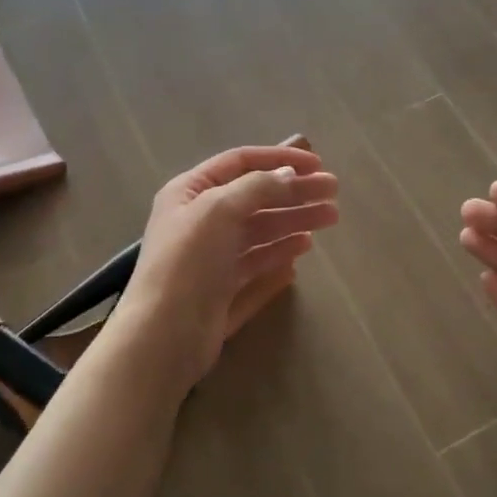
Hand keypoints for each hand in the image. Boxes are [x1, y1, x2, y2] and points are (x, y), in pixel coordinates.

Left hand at [109, 144, 339, 387]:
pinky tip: (301, 252)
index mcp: (189, 193)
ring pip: (259, 233)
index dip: (278, 159)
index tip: (317, 165)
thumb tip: (290, 174)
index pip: (239, 163)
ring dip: (293, 222)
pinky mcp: (221, 293)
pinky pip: (256, 268)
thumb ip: (258, 187)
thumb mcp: (219, 209)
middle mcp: (199, 223)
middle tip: (333, 195)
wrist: (163, 337)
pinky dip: (278, 256)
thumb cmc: (188, 261)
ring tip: (328, 219)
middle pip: (254, 199)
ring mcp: (210, 260)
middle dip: (294, 194)